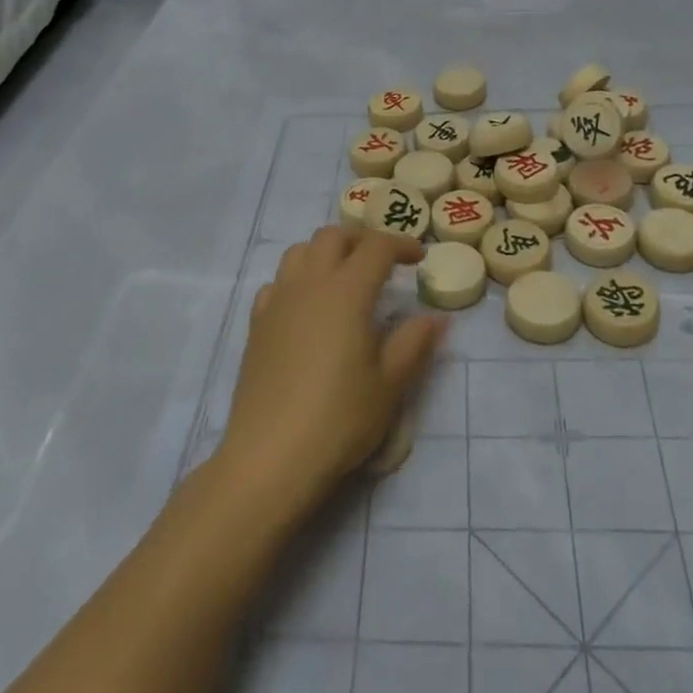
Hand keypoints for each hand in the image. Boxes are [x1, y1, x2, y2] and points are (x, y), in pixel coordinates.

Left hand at [218, 226, 445, 518]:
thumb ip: (413, 343)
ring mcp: (278, 302)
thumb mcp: (389, 384)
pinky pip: (277, 282)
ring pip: (299, 251)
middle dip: (361, 240)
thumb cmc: (339, 418)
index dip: (401, 244)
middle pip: (333, 236)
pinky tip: (306, 307)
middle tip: (382, 262)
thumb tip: (436, 317)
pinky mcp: (256, 325)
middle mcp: (310, 284)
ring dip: (325, 252)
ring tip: (343, 277)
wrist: (271, 456)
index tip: (419, 258)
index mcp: (347, 292)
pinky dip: (296, 280)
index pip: (376, 247)